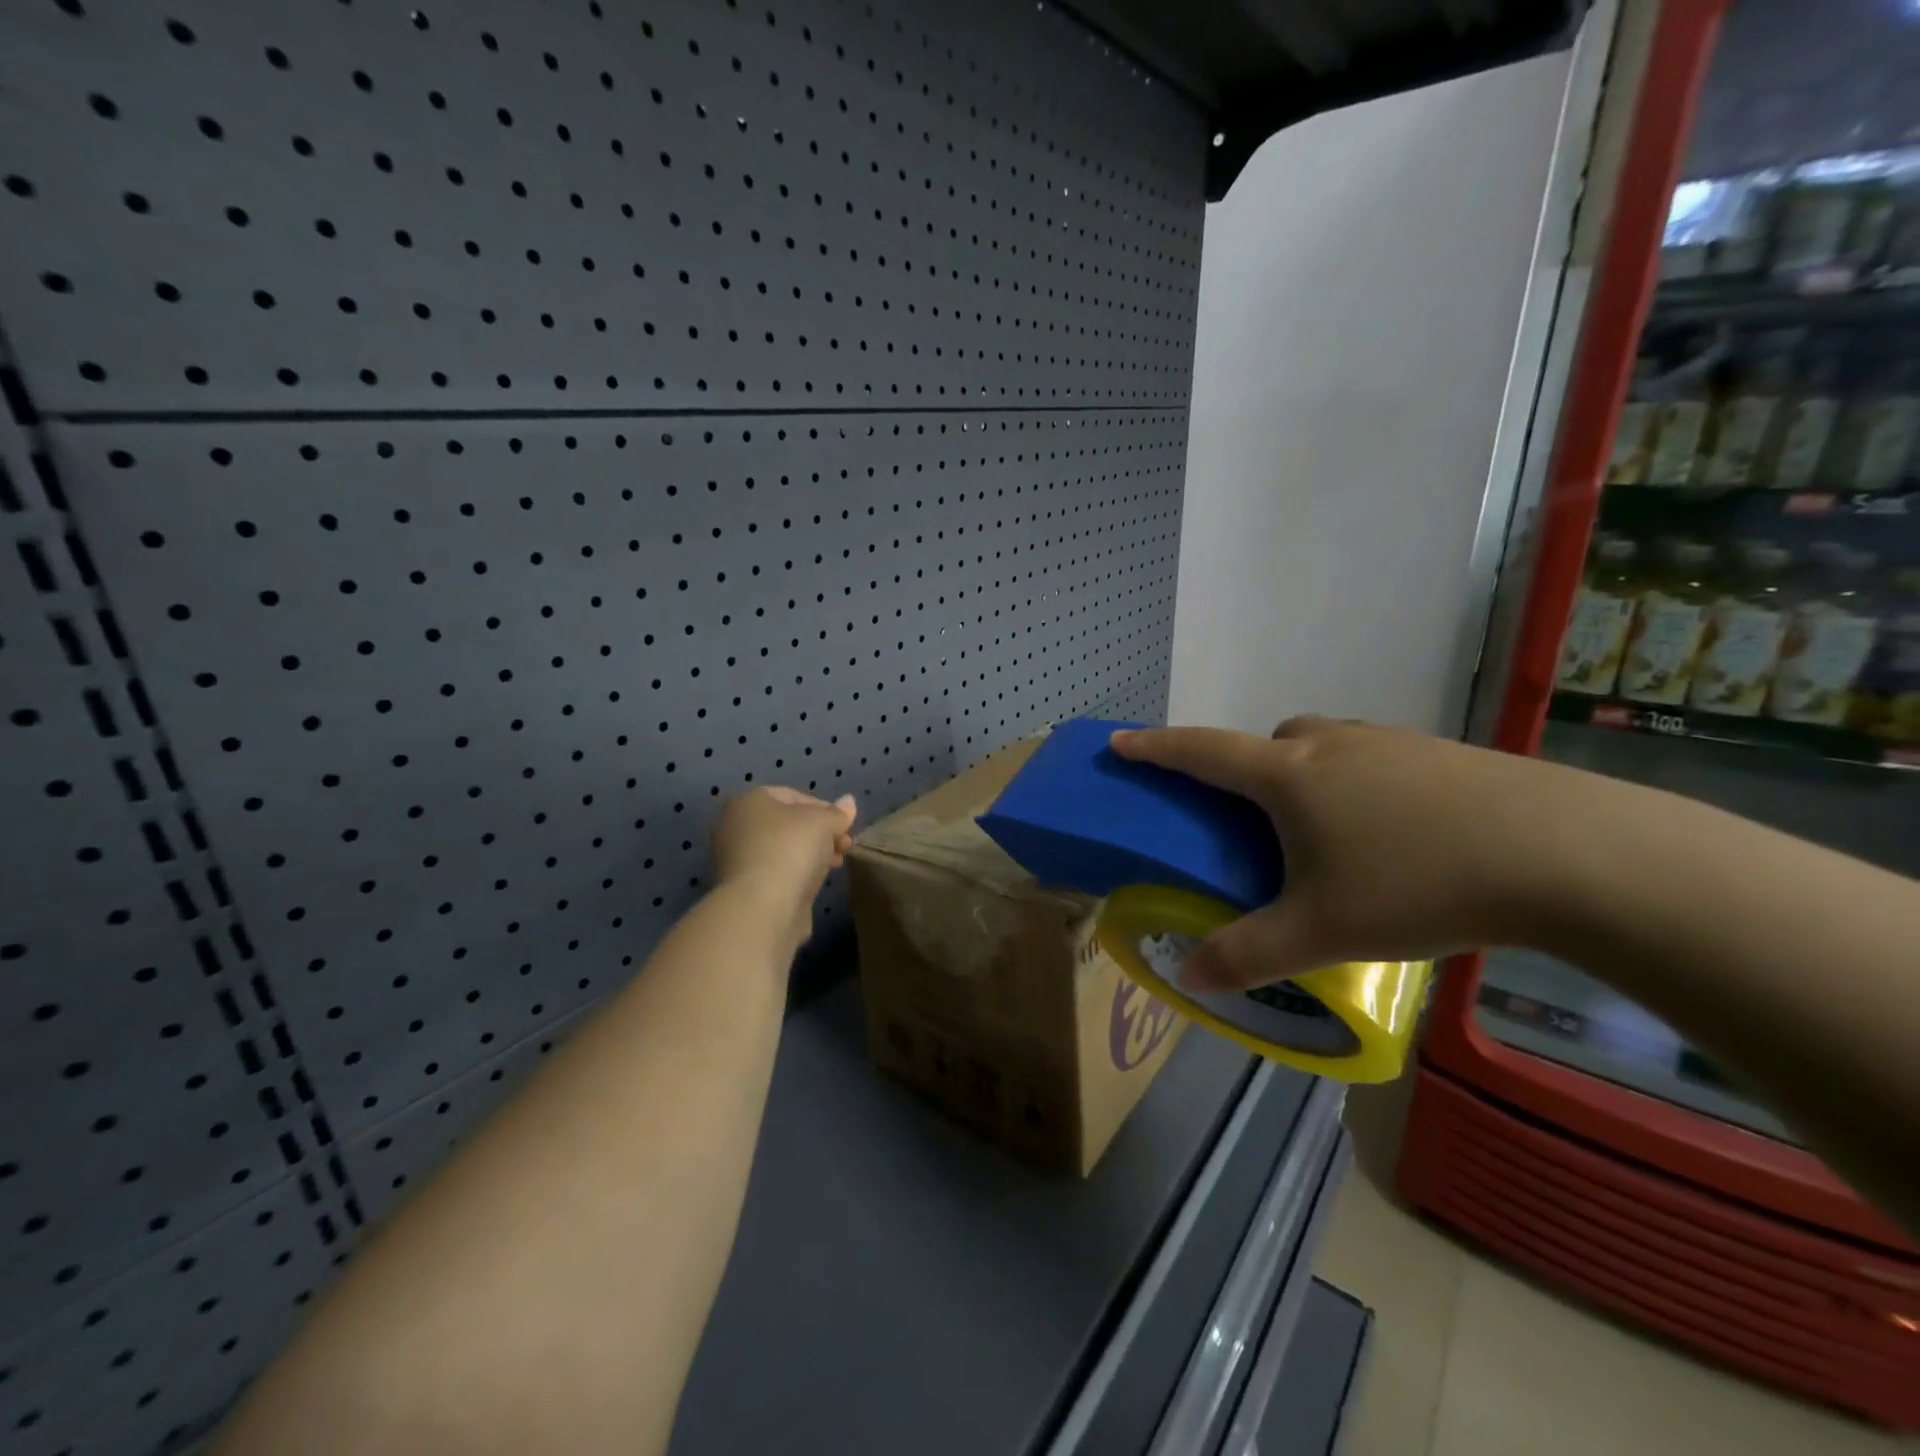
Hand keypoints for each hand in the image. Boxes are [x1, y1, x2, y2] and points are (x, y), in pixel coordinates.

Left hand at [711, 787, 857, 945]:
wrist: (763, 908)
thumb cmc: (791, 850)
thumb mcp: (823, 823)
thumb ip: (837, 813)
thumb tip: (849, 802)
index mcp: (748, 802)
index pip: (791, 796)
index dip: (823, 807)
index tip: (844, 824)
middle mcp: (735, 827)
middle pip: (787, 824)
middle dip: (819, 833)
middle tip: (844, 845)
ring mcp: (736, 860)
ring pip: (783, 849)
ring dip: (812, 854)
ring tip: (836, 864)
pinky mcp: (744, 889)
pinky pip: (777, 872)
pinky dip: (797, 873)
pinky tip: (816, 882)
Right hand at [1111, 717, 1575, 991]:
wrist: (1568, 853)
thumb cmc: (1417, 883)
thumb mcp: (1320, 931)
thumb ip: (1246, 955)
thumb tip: (1189, 978)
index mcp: (1288, 777)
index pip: (1201, 753)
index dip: (1155, 748)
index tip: (1121, 743)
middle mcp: (1332, 746)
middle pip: (1268, 744)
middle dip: (1249, 771)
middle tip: (1257, 822)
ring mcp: (1391, 744)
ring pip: (1324, 749)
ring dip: (1306, 776)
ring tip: (1328, 836)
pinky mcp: (1442, 755)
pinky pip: (1372, 760)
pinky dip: (1359, 785)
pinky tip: (1396, 836)